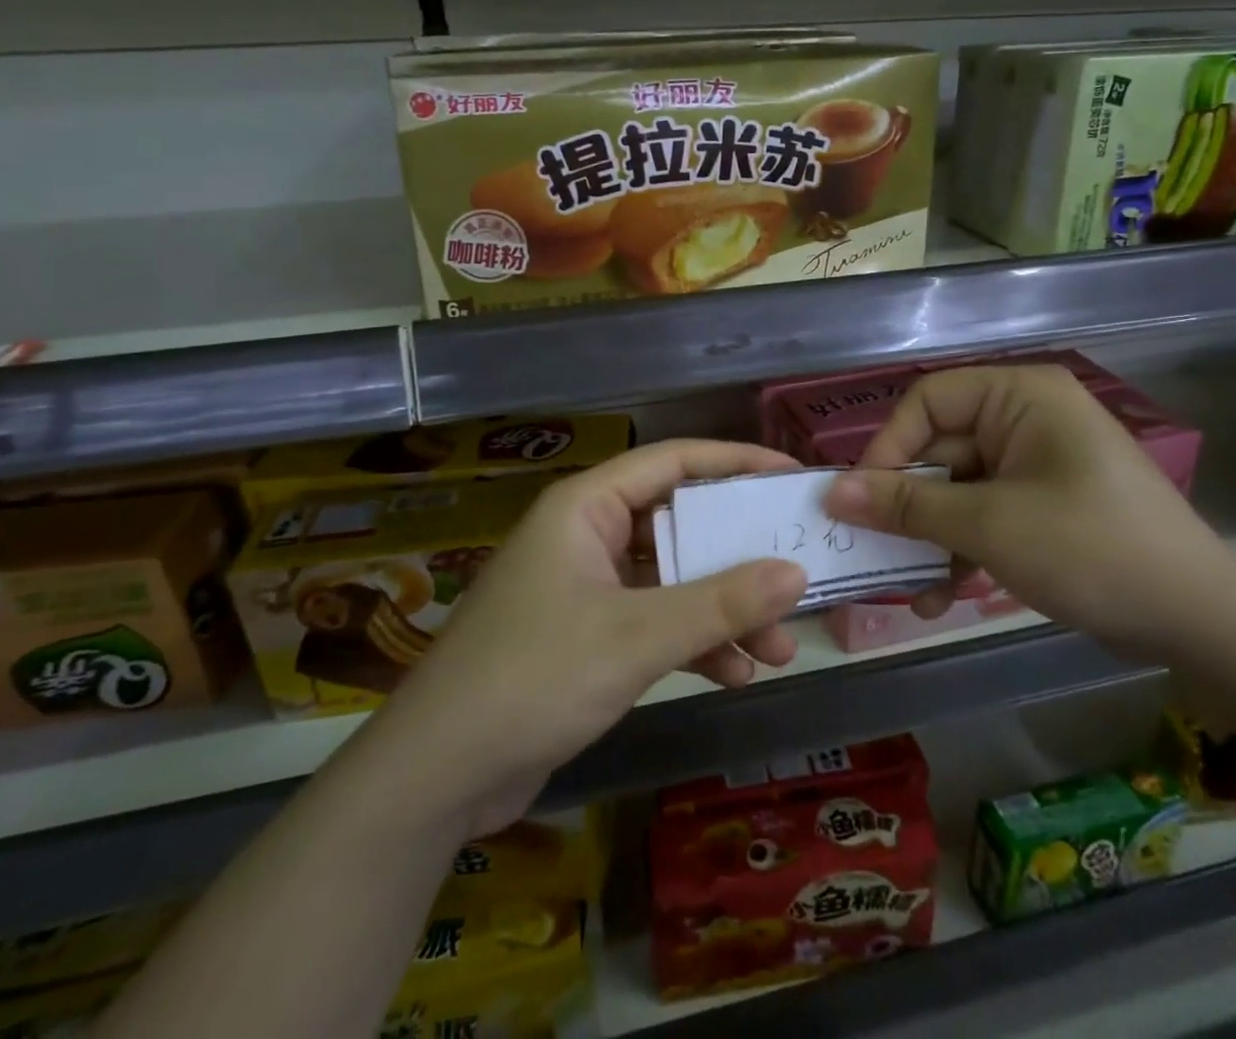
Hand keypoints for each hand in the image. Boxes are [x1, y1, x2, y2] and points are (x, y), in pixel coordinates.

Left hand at [372, 440, 808, 832]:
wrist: (438, 775)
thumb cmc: (534, 677)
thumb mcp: (637, 636)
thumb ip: (720, 603)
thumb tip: (797, 573)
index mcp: (587, 506)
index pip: (673, 461)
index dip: (735, 462)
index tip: (790, 478)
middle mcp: (587, 534)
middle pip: (678, 525)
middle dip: (737, 558)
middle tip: (796, 576)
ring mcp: (586, 586)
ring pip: (671, 580)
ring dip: (722, 611)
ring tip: (778, 648)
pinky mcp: (586, 635)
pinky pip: (653, 621)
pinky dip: (692, 642)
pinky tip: (734, 674)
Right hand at [822, 365, 1235, 735]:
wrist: (1202, 624)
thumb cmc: (1092, 550)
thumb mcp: (991, 526)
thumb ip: (907, 506)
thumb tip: (831, 492)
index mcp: (1019, 397)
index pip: (927, 402)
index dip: (888, 447)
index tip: (858, 500)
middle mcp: (1023, 420)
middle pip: (937, 451)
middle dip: (905, 507)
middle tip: (867, 551)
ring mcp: (1032, 466)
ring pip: (953, 491)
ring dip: (927, 539)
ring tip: (904, 589)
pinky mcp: (1038, 507)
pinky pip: (980, 517)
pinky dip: (958, 552)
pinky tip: (937, 597)